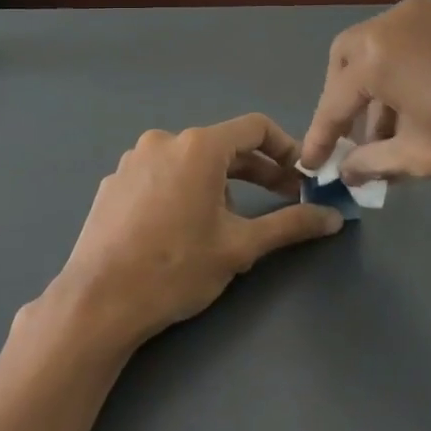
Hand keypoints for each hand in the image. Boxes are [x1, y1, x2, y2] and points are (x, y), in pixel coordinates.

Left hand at [44, 114, 343, 354]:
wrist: (98, 302)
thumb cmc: (176, 269)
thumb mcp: (240, 247)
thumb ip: (290, 225)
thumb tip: (333, 218)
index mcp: (198, 147)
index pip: (255, 128)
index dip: (286, 148)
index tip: (302, 175)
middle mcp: (164, 141)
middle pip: (223, 145)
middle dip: (258, 171)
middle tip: (285, 199)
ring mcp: (133, 161)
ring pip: (190, 162)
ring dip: (220, 183)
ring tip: (229, 223)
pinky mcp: (113, 183)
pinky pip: (161, 176)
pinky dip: (184, 190)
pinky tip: (183, 228)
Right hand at [299, 0, 430, 186]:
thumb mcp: (423, 155)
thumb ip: (374, 161)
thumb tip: (347, 171)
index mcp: (376, 53)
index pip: (334, 100)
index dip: (321, 136)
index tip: (310, 165)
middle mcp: (393, 24)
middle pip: (348, 61)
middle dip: (344, 102)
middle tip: (348, 142)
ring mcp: (426, 16)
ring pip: (379, 53)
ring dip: (374, 93)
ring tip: (384, 141)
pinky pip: (407, 48)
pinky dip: (400, 78)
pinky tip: (413, 115)